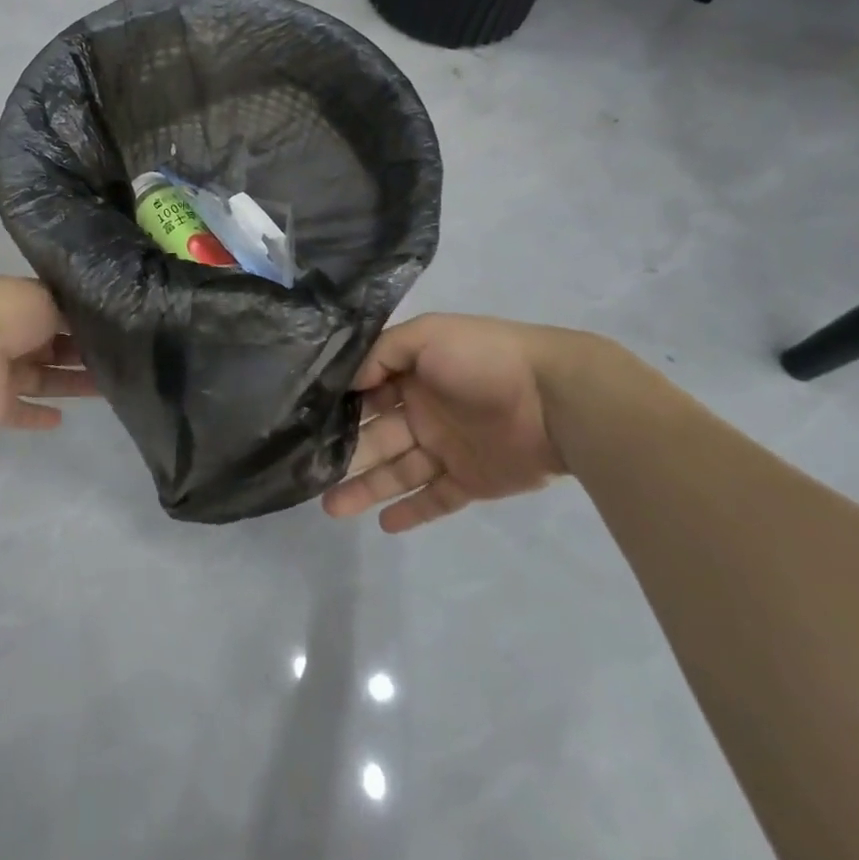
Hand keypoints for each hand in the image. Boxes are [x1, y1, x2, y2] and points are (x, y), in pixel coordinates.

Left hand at [0, 278, 96, 429]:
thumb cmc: (6, 315)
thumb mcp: (46, 298)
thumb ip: (70, 312)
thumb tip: (92, 321)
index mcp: (19, 306)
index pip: (54, 313)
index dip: (80, 321)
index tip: (111, 329)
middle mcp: (10, 337)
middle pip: (51, 347)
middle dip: (81, 353)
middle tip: (118, 360)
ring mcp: (1, 373)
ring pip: (44, 379)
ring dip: (71, 384)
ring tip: (108, 389)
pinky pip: (20, 412)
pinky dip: (37, 417)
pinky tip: (62, 419)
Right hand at [322, 314, 572, 531]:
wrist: (554, 398)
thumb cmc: (484, 359)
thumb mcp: (427, 335)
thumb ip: (384, 352)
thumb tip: (347, 381)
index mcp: (412, 375)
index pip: (366, 393)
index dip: (338, 408)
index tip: (304, 424)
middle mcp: (423, 411)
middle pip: (375, 437)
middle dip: (343, 455)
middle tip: (307, 474)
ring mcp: (447, 448)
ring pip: (397, 471)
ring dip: (365, 488)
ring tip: (331, 507)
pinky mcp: (471, 481)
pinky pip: (435, 499)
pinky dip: (411, 512)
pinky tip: (383, 524)